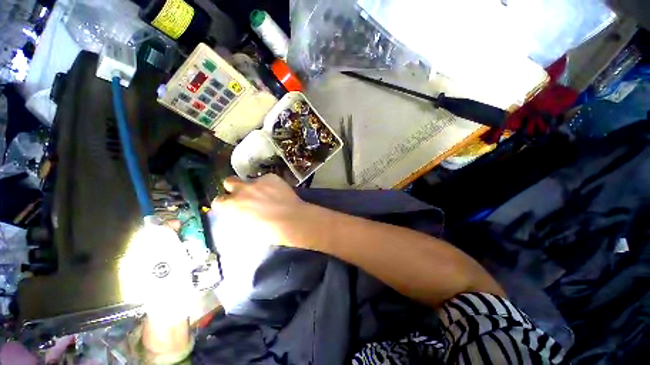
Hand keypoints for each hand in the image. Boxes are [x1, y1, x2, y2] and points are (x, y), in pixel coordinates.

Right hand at [211, 174, 310, 248]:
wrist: (292, 219)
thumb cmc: (270, 231)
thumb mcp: (248, 230)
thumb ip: (240, 219)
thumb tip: (239, 216)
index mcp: (233, 205)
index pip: (218, 201)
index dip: (224, 203)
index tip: (231, 206)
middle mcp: (243, 189)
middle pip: (229, 181)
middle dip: (234, 187)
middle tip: (244, 194)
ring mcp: (258, 181)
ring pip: (250, 179)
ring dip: (253, 185)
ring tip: (265, 193)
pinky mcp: (272, 177)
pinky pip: (266, 178)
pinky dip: (269, 184)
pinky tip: (278, 191)